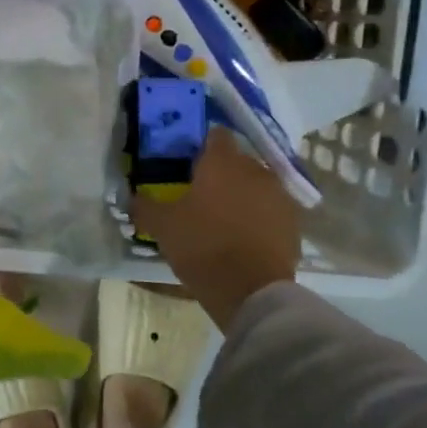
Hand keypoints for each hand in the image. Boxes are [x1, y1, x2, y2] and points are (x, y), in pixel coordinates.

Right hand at [132, 128, 300, 328]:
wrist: (252, 291)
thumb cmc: (203, 247)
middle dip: (222, 173)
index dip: (202, 145)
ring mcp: (279, 195)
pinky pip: (271, 210)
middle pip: (237, 161)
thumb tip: (132, 196)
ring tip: (223, 218)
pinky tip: (244, 236)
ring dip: (243, 194)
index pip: (216, 135)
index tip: (189, 163)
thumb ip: (145, 206)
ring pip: (256, 185)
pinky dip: (259, 217)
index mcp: (222, 162)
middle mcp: (255, 169)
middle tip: (201, 195)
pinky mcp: (293, 222)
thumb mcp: (163, 227)